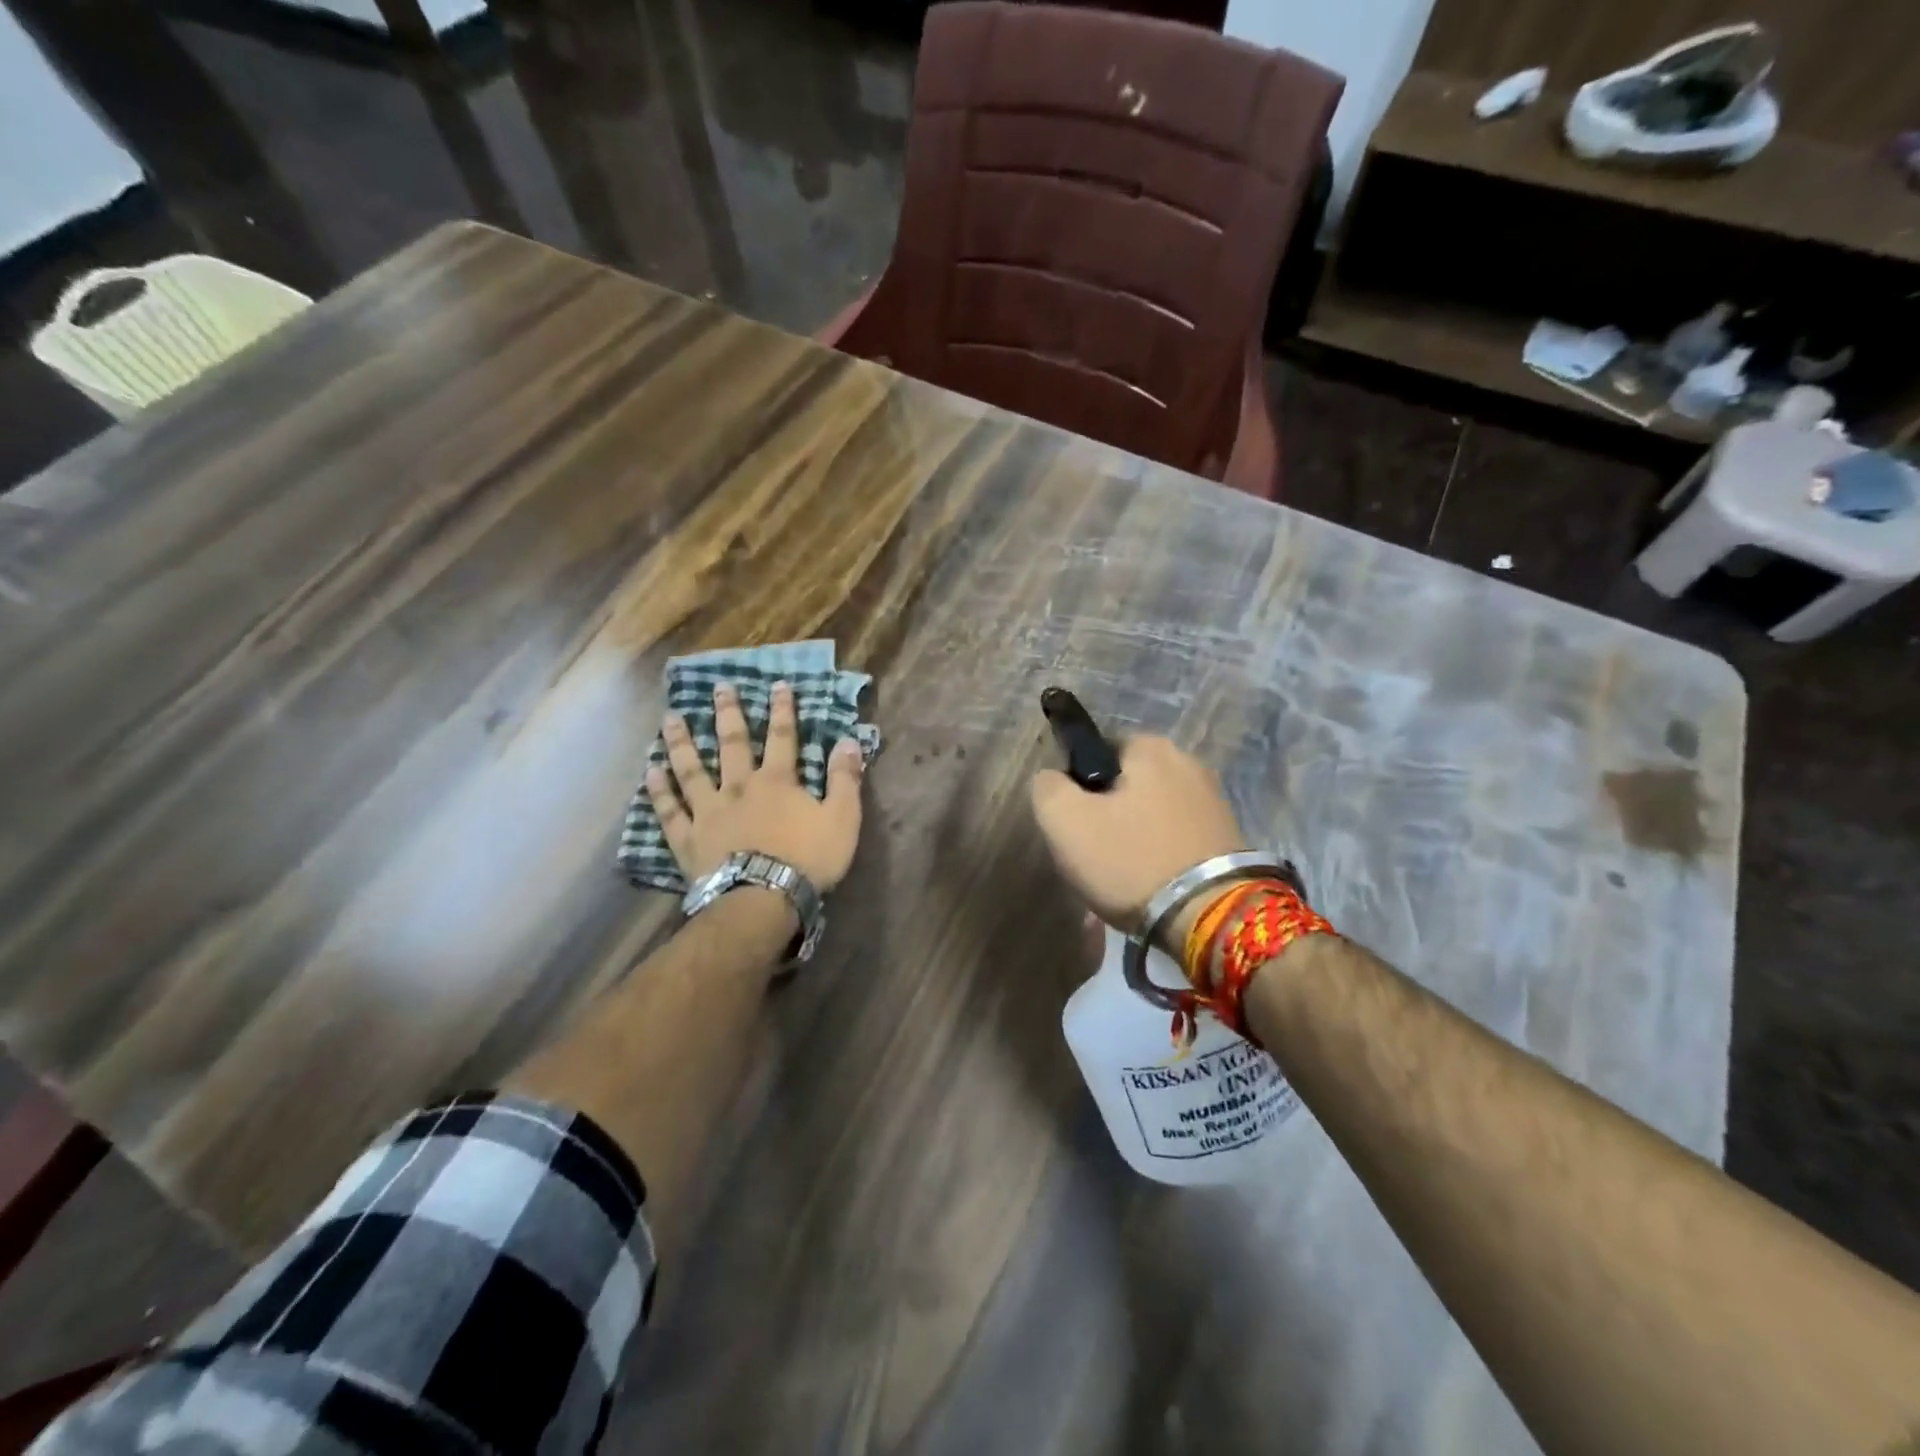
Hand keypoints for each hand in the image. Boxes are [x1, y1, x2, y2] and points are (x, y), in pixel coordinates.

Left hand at [648, 681, 864, 890]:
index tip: (777, 685)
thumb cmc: (807, 859)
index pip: (783, 737)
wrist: (762, 899)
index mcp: (778, 782)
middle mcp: (739, 787)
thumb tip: (850, 741)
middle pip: (732, 744)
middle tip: (719, 687)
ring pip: (692, 770)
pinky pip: (670, 811)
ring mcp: (709, 811)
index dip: (782, 710)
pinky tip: (650, 772)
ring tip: (671, 719)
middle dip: (728, 714)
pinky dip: (659, 791)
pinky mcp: (688, 838)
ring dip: (682, 743)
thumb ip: (845, 779)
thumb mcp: (842, 818)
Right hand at [1030, 735, 1249, 945]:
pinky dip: (1159, 856)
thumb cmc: (1130, 860)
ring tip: (1121, 879)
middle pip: (1126, 785)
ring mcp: (1213, 800)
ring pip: (1150, 815)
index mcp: (1151, 747)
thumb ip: (1047, 787)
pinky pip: (1175, 839)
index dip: (1077, 786)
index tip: (1075, 824)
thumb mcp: (1064, 821)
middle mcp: (1188, 762)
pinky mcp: (1228, 837)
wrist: (1211, 918)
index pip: (1097, 751)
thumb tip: (1052, 779)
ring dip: (1133, 840)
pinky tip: (1151, 886)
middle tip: (1094, 857)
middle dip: (1107, 816)